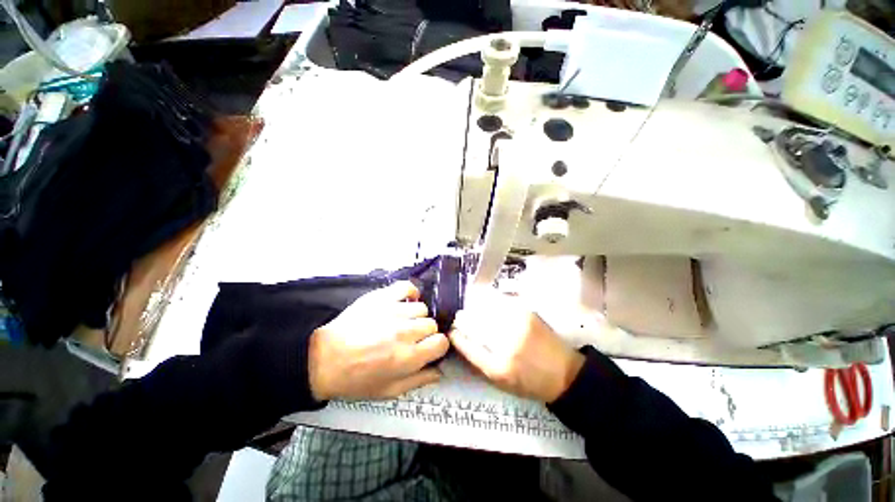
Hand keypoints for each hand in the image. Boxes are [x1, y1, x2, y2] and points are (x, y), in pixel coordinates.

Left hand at [308, 281, 448, 400]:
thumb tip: (440, 371)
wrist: (323, 358)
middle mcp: (406, 331)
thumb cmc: (356, 379)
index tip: (427, 348)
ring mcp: (394, 311)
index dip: (437, 346)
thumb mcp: (388, 391)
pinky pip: (407, 287)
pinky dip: (410, 292)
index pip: (441, 342)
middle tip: (411, 338)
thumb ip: (418, 381)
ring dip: (416, 316)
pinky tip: (405, 301)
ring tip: (403, 322)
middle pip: (432, 324)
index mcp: (409, 357)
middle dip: (425, 333)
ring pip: (422, 308)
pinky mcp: (382, 297)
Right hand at [450, 292, 584, 402]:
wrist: (565, 373)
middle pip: (475, 323)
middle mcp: (508, 343)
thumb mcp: (500, 381)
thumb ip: (479, 360)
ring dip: (476, 309)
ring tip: (473, 311)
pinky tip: (488, 305)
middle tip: (460, 318)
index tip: (451, 330)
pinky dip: (491, 303)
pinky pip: (501, 302)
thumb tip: (461, 339)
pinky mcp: (526, 312)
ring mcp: (518, 324)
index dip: (457, 335)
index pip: (468, 345)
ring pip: (486, 310)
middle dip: (464, 319)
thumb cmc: (530, 382)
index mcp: (499, 367)